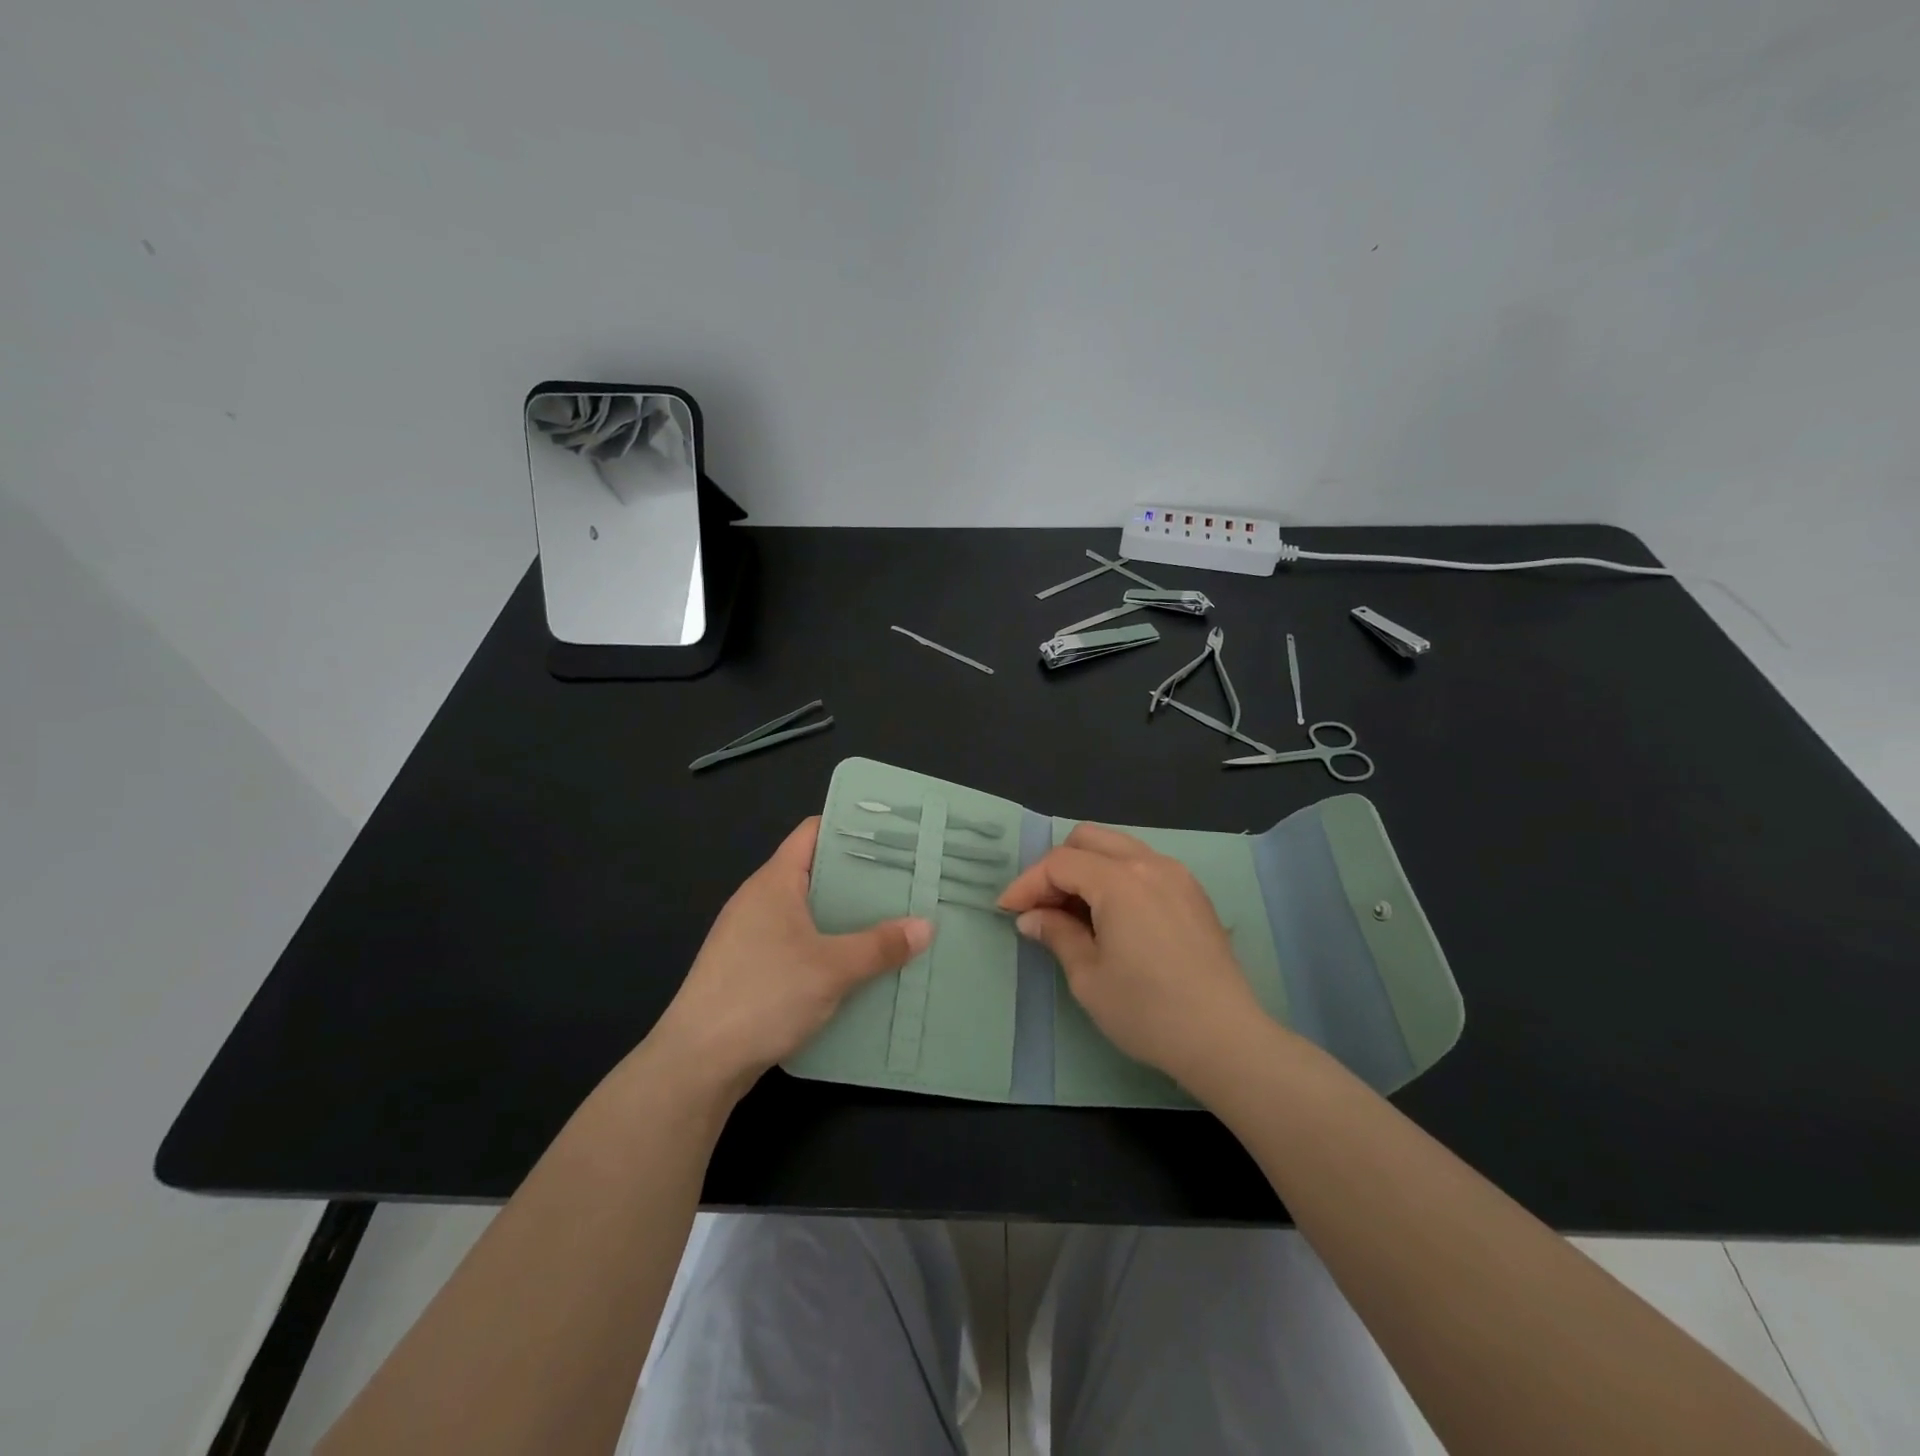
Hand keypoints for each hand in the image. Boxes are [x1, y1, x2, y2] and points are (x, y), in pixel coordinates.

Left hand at [648, 818, 931, 1099]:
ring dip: (844, 917)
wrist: (697, 1063)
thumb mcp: (832, 969)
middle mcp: (759, 900)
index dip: (850, 827)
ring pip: (807, 912)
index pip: (813, 832)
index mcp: (774, 882)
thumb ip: (880, 946)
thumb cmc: (763, 996)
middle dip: (858, 877)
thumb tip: (926, 926)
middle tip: (906, 881)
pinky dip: (826, 947)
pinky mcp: (749, 969)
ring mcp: (750, 936)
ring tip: (891, 921)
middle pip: (815, 872)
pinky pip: (796, 944)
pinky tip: (856, 966)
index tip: (893, 834)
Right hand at [997, 823, 1266, 1088]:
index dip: (1028, 883)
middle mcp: (1149, 863)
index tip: (1008, 911)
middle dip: (1057, 866)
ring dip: (1087, 869)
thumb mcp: (1088, 977)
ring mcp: (1177, 875)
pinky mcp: (1192, 893)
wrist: (1224, 1038)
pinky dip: (1116, 877)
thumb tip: (1032, 917)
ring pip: (1118, 848)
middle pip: (1088, 839)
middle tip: (1042, 907)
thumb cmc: (1147, 1011)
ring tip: (1074, 912)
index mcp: (1120, 880)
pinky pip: (1143, 865)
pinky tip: (1112, 917)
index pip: (1060, 862)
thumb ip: (1057, 935)